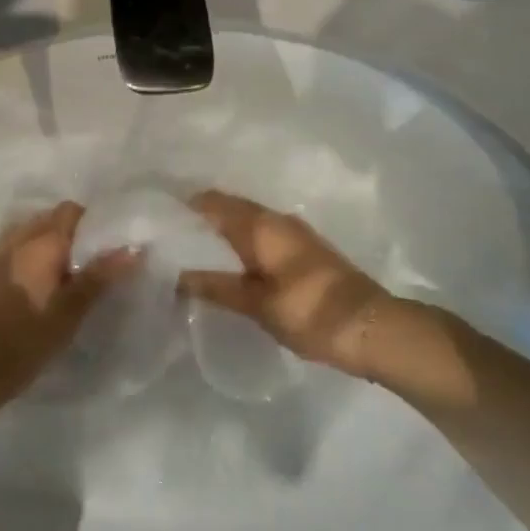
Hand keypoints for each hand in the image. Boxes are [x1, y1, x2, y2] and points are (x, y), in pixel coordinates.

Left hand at [0, 202, 134, 416]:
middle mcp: (15, 241)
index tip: (100, 241)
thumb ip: (100, 276)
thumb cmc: (29, 338)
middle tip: (79, 258)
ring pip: (14, 234)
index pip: (69, 211)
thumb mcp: (72, 311)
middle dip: (61, 231)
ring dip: (30, 241)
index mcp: (43, 243)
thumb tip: (133, 247)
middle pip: (42, 220)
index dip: (87, 221)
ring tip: (46, 264)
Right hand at [179, 191, 415, 378]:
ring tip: (190, 253)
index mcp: (259, 225)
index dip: (183, 207)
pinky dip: (239, 244)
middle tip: (168, 239)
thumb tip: (174, 274)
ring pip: (245, 222)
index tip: (157, 220)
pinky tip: (227, 264)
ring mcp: (293, 233)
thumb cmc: (310, 312)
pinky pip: (260, 236)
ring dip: (220, 233)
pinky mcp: (304, 250)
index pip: (211, 202)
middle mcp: (275, 219)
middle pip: (228, 209)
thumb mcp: (256, 304)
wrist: (372, 328)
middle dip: (199, 220)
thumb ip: (214, 286)